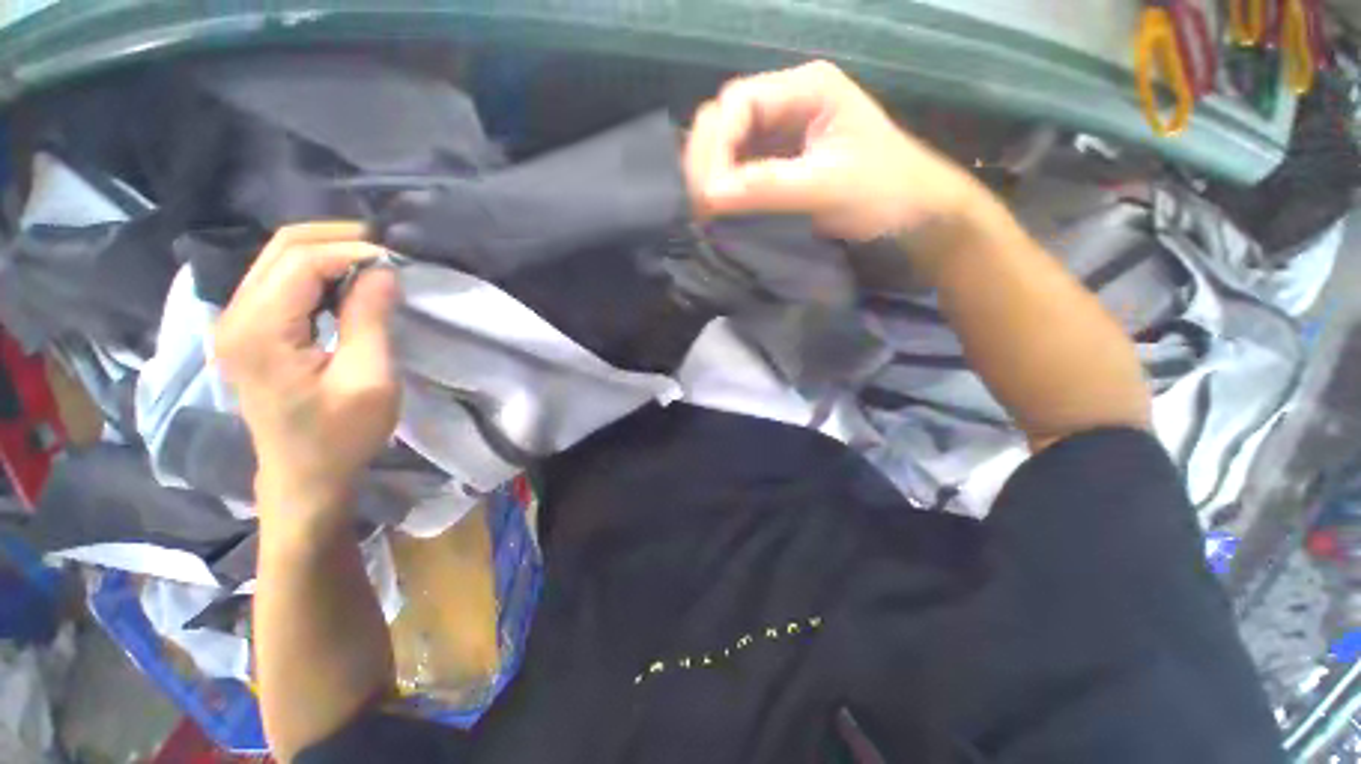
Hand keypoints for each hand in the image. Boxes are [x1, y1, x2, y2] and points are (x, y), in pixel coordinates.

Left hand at [214, 222, 399, 529]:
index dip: (353, 252)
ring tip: (374, 264)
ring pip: (278, 260)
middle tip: (388, 251)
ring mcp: (235, 323)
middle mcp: (234, 316)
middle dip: (338, 240)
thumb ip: (370, 319)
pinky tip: (347, 284)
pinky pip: (279, 281)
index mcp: (259, 331)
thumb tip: (383, 270)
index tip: (399, 262)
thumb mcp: (369, 379)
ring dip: (329, 253)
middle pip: (282, 249)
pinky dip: (317, 273)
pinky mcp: (247, 331)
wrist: (304, 476)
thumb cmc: (341, 435)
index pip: (301, 262)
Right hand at [686, 60, 985, 242]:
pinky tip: (719, 207)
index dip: (715, 146)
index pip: (738, 102)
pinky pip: (738, 167)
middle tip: (700, 204)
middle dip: (706, 159)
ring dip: (710, 174)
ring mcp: (781, 131)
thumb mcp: (827, 186)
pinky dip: (724, 186)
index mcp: (806, 88)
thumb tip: (709, 196)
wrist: (911, 214)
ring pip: (726, 143)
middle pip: (725, 117)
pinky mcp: (778, 161)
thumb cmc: (883, 191)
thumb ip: (768, 187)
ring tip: (705, 209)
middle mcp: (787, 101)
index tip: (708, 194)